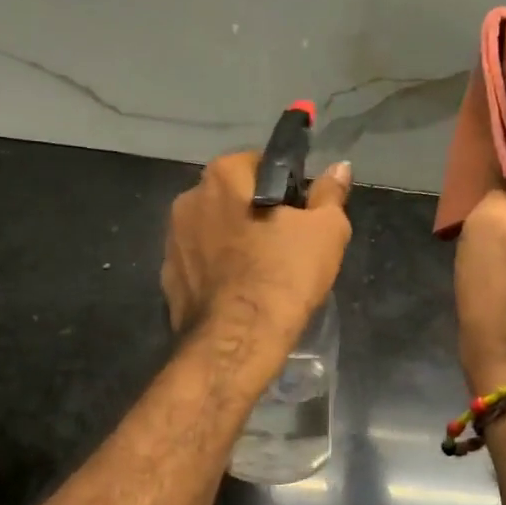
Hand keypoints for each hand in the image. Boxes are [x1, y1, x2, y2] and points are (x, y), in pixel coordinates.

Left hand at [163, 152, 352, 361]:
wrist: (236, 341)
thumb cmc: (283, 275)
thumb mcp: (325, 231)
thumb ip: (330, 194)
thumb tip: (339, 167)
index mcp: (222, 176)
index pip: (258, 163)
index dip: (284, 186)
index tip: (300, 214)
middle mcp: (188, 200)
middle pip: (232, 197)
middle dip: (255, 213)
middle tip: (286, 245)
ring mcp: (172, 241)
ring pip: (213, 231)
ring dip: (233, 242)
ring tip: (262, 273)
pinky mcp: (167, 279)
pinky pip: (199, 264)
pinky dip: (217, 272)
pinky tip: (238, 293)